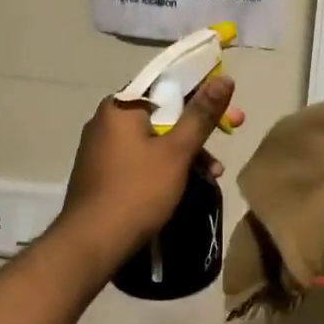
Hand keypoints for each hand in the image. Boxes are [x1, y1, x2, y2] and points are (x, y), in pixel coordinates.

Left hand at [57, 77, 243, 271]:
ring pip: (155, 137)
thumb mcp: (177, 152)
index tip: (231, 111)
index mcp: (121, 106)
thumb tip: (224, 78)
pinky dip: (166, 164)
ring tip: (214, 173)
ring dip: (187, 150)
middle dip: (200, 126)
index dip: (204, 93)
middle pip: (164, 111)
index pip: (168, 84)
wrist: (90, 245)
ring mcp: (102, 147)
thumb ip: (201, 114)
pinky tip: (187, 183)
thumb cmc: (137, 191)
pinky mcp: (103, 172)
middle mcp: (107, 119)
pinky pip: (142, 156)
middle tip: (233, 133)